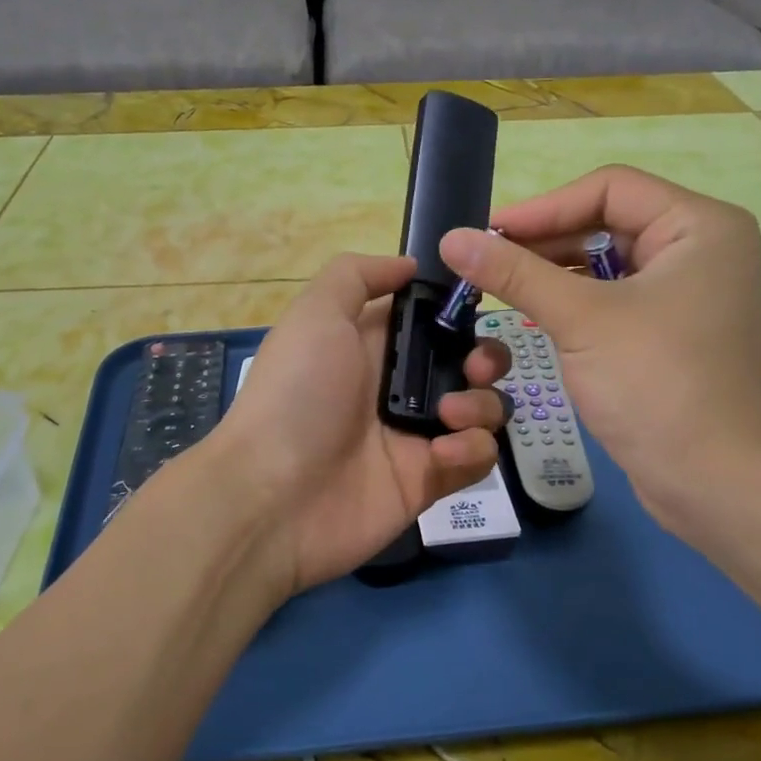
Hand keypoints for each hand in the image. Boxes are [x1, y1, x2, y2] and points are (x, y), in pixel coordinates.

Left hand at [212, 253, 510, 598]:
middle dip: (486, 358)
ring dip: (481, 405)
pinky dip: (470, 450)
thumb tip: (409, 265)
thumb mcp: (315, 314)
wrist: (274, 495)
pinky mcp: (430, 479)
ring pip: (482, 409)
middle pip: (469, 363)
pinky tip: (439, 454)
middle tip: (475, 368)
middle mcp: (400, 387)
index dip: (459, 311)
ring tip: (449, 415)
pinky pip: (476, 457)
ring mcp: (417, 435)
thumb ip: (357, 276)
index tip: (477, 307)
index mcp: (375, 345)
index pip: (433, 320)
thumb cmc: (296, 393)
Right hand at [438, 166, 760, 533]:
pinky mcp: (668, 328)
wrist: (713, 482)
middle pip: (605, 222)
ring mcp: (685, 290)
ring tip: (497, 286)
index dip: (544, 207)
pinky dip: (571, 300)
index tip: (488, 233)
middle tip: (484, 262)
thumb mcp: (580, 319)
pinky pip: (611, 296)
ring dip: (552, 272)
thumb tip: (452, 239)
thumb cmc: (656, 384)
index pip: (609, 188)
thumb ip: (515, 273)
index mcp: (698, 225)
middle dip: (544, 242)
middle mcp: (698, 247)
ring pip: (604, 262)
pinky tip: (532, 312)